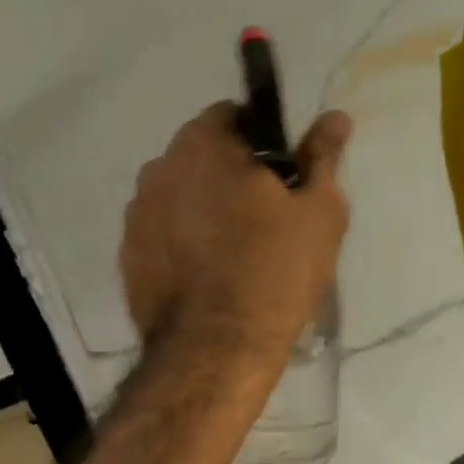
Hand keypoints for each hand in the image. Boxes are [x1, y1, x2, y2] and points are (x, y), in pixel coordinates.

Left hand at [121, 102, 351, 363]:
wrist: (216, 348)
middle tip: (266, 216)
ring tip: (235, 250)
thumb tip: (335, 116)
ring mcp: (137, 213)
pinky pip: (163, 232)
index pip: (232, 115)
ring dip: (204, 206)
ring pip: (180, 194)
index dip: (262, 139)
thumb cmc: (275, 271)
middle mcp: (159, 168)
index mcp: (204, 144)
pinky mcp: (128, 255)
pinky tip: (208, 273)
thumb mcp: (319, 212)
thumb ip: (323, 157)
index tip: (283, 174)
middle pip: (202, 155)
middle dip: (231, 173)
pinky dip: (183, 240)